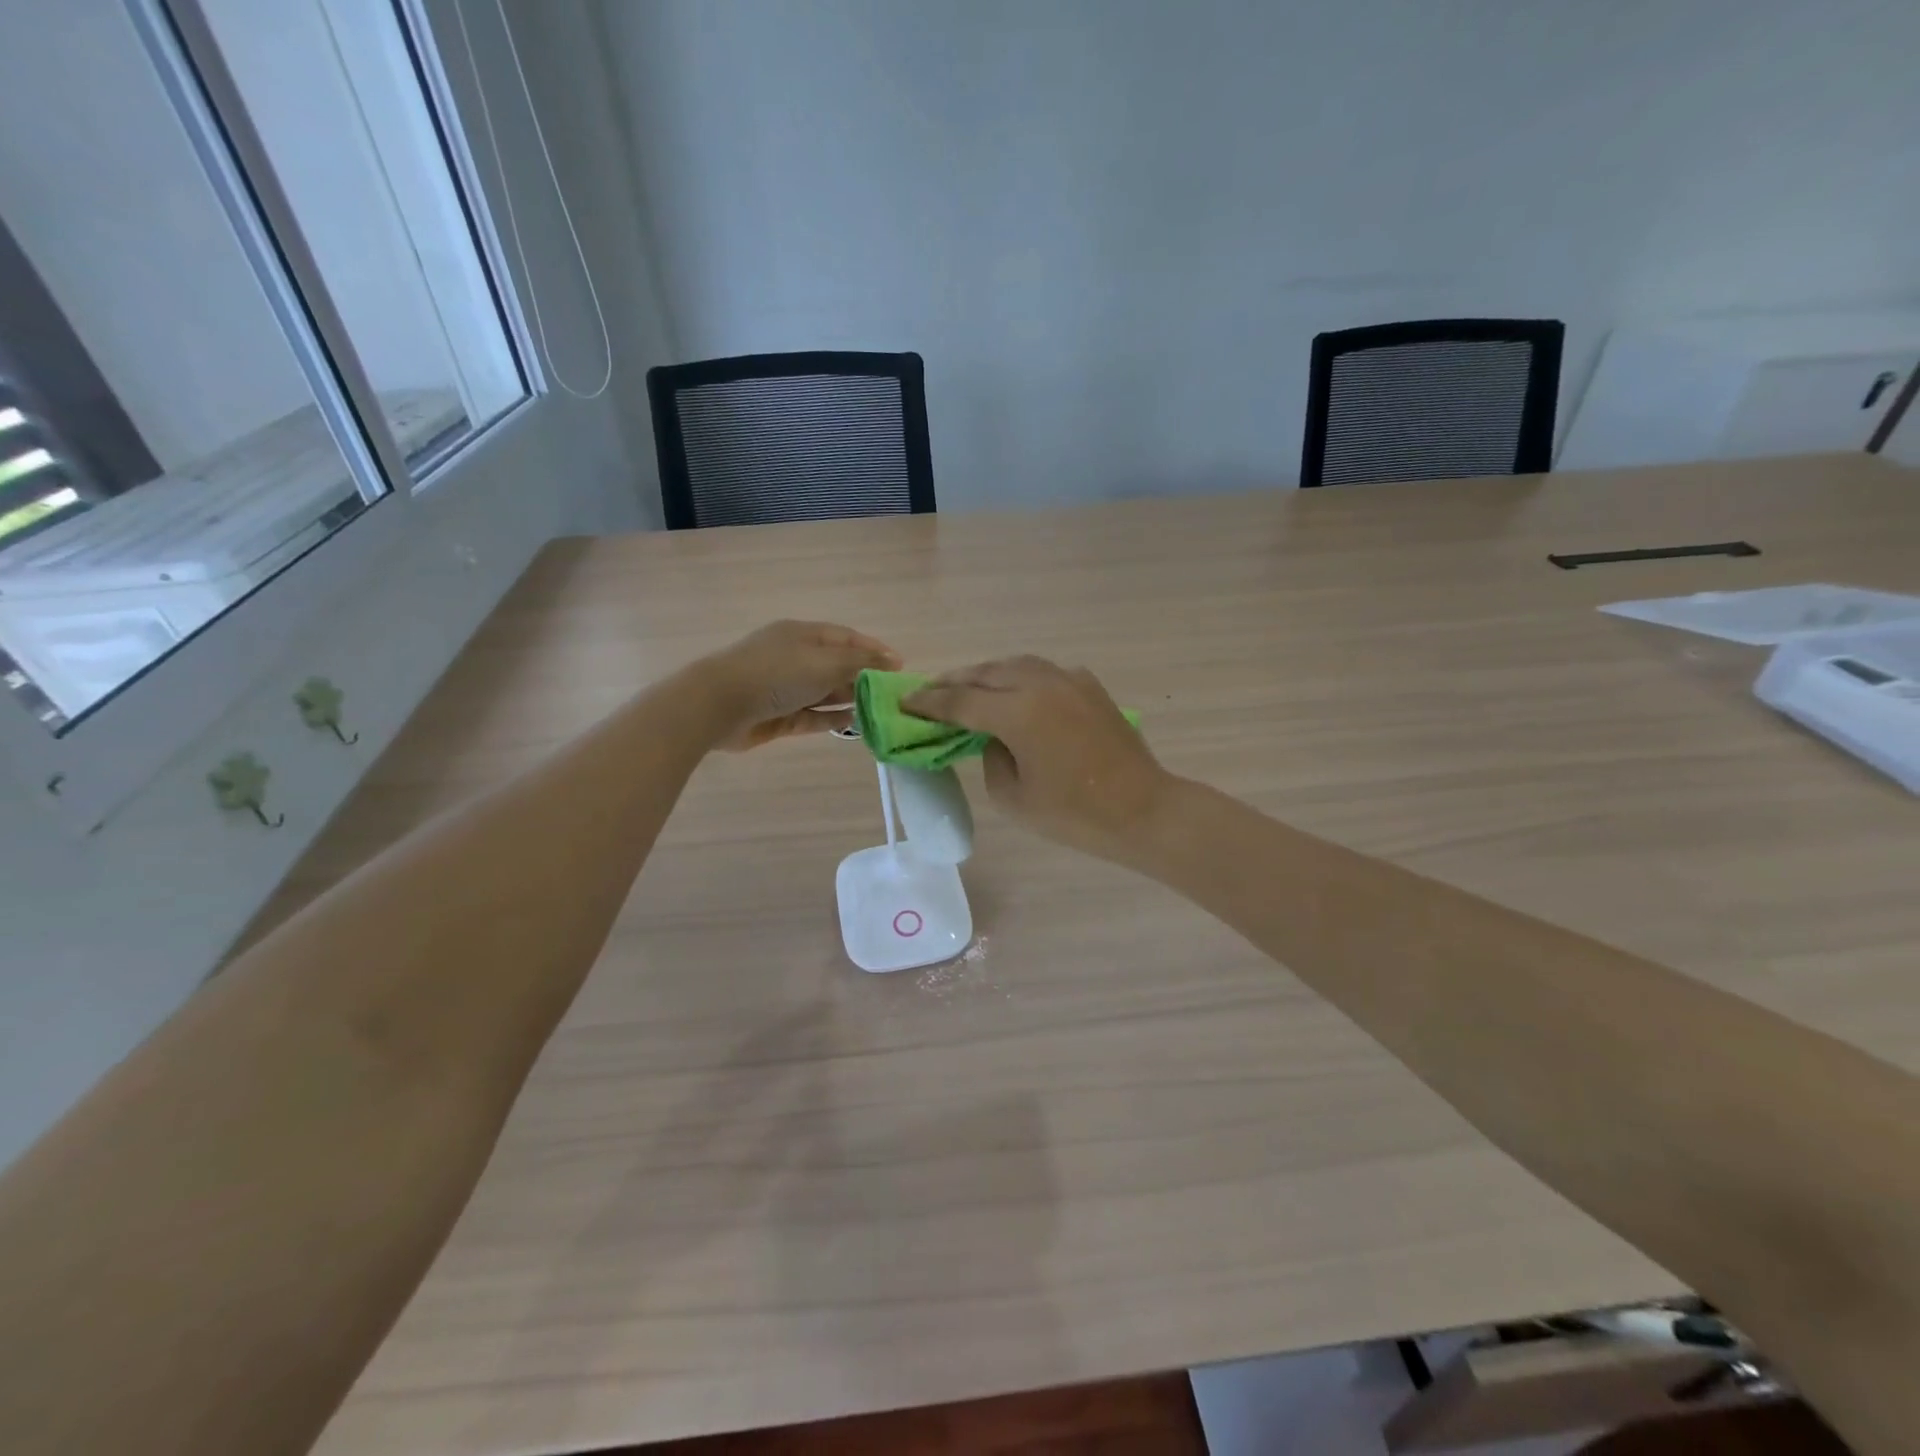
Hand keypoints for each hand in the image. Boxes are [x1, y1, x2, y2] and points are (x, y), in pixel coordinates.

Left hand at [703, 620, 899, 749]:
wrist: (719, 704)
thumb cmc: (776, 674)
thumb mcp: (825, 662)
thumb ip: (861, 662)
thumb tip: (891, 660)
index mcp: (802, 635)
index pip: (846, 638)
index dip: (874, 649)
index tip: (899, 666)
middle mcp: (794, 658)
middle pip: (836, 666)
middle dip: (863, 678)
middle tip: (891, 695)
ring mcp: (784, 688)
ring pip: (824, 692)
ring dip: (849, 700)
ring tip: (876, 711)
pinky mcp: (778, 716)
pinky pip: (811, 716)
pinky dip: (831, 719)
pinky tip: (852, 724)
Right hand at [904, 656, 1169, 861]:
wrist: (1144, 810)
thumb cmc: (1075, 815)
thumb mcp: (1013, 798)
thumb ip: (990, 758)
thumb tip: (993, 737)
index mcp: (1019, 712)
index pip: (960, 701)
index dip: (928, 703)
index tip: (904, 703)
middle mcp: (1041, 683)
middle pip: (985, 673)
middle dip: (953, 682)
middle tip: (928, 693)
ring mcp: (1069, 680)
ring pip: (1015, 664)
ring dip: (985, 673)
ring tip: (966, 687)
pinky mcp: (1090, 686)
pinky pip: (1043, 672)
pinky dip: (1019, 677)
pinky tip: (1014, 692)